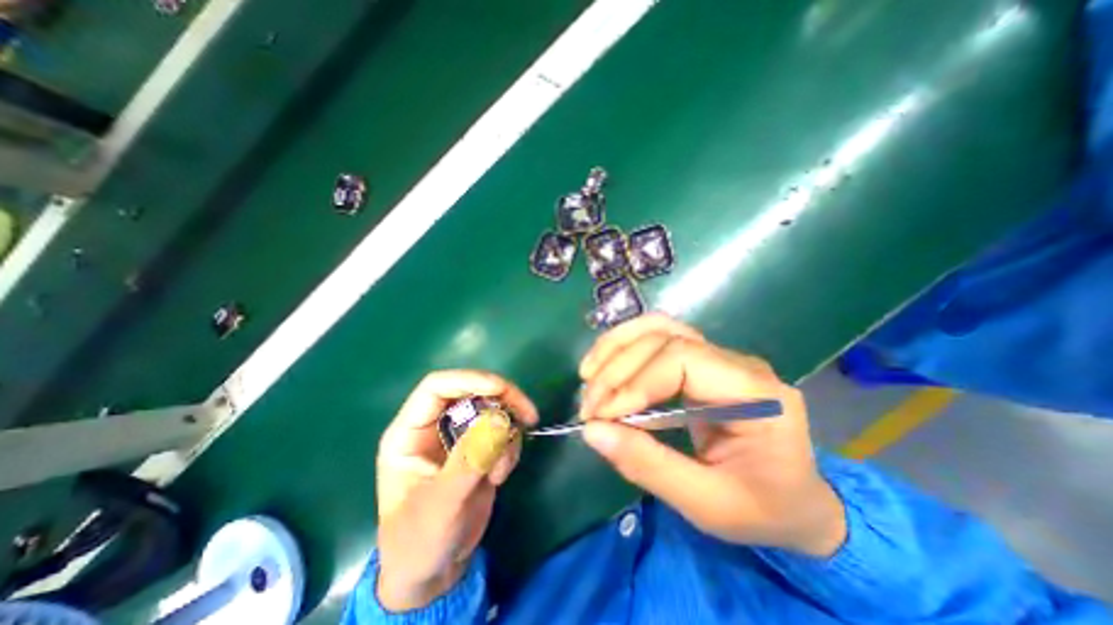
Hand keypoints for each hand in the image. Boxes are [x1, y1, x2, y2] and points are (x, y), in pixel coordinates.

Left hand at [373, 371, 538, 611]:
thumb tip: (499, 419)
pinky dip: (509, 449)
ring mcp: (459, 435)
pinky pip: (503, 430)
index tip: (501, 389)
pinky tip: (499, 478)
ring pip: (493, 409)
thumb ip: (469, 461)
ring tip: (499, 472)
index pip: (437, 386)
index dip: (469, 380)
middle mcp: (435, 426)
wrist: (434, 571)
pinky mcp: (479, 447)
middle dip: (502, 402)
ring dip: (506, 435)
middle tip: (528, 416)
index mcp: (410, 431)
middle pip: (473, 391)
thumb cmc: (420, 541)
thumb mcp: (442, 505)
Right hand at [583, 311, 843, 555]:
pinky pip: (658, 338)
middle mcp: (738, 362)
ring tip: (588, 375)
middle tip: (589, 405)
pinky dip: (625, 348)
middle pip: (664, 338)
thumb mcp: (706, 504)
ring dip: (616, 347)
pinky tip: (604, 366)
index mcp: (756, 394)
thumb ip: (648, 465)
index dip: (635, 383)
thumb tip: (592, 431)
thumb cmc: (763, 509)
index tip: (601, 415)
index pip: (682, 360)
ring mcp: (719, 356)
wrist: (797, 501)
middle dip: (617, 369)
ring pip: (658, 328)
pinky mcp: (701, 360)